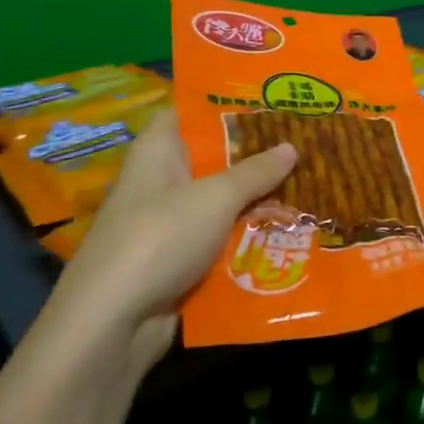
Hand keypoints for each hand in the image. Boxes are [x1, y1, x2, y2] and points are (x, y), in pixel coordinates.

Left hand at [49, 108, 296, 363]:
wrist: (112, 323)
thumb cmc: (160, 238)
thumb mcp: (216, 198)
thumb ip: (255, 172)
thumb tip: (291, 146)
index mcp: (158, 152)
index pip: (188, 112)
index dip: (225, 104)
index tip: (269, 100)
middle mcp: (161, 182)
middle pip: (212, 159)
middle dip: (256, 155)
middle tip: (305, 142)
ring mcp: (169, 224)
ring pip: (221, 203)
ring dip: (258, 200)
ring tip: (310, 185)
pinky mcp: (178, 261)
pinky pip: (220, 240)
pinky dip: (248, 237)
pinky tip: (288, 232)